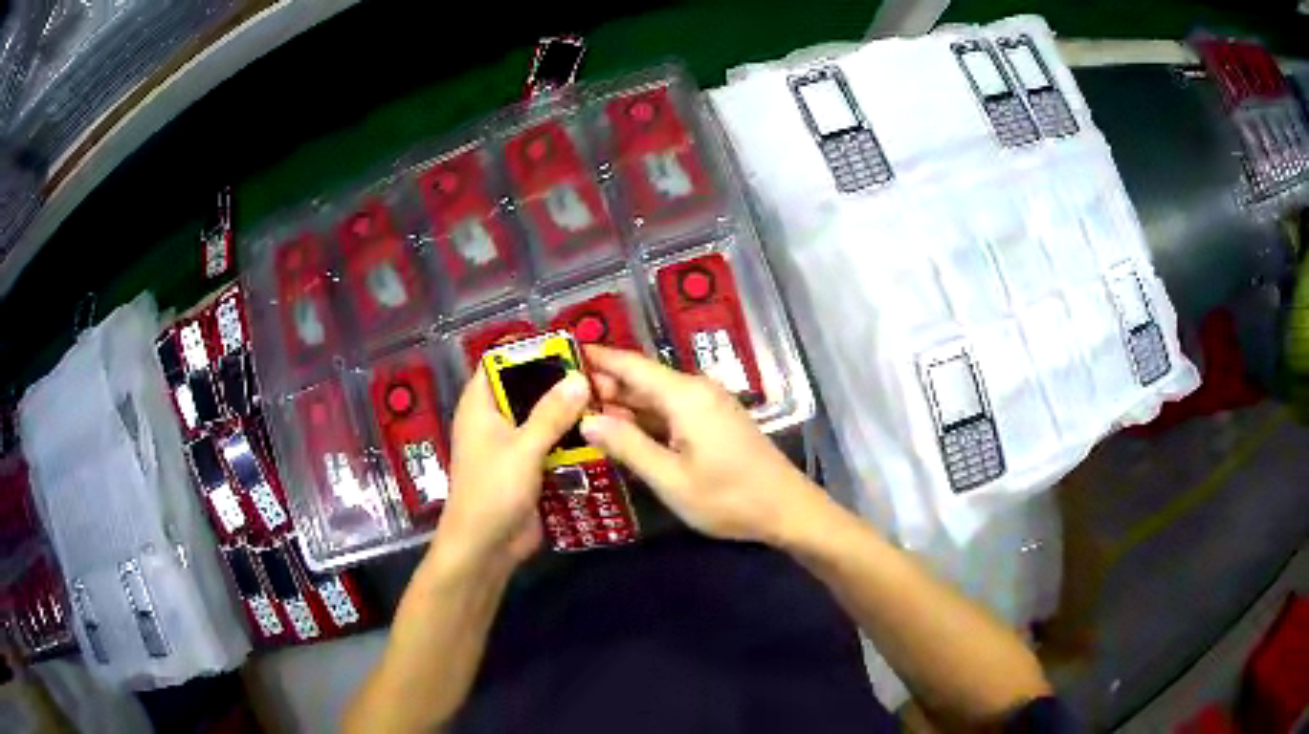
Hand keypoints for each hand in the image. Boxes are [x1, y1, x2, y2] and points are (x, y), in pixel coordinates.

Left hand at [435, 367, 590, 565]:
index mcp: (480, 405)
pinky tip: (601, 434)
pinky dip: (571, 439)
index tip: (567, 345)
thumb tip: (579, 378)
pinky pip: (552, 445)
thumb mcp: (523, 449)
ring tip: (608, 401)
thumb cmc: (493, 491)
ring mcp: (512, 445)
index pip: (499, 363)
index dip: (528, 350)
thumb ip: (551, 413)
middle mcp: (494, 419)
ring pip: (543, 418)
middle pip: (527, 389)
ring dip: (569, 413)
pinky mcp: (528, 468)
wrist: (486, 547)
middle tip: (598, 375)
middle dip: (559, 382)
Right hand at [580, 345, 821, 543]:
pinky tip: (622, 432)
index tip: (563, 352)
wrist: (786, 509)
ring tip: (581, 412)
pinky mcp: (715, 422)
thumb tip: (587, 420)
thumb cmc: (727, 497)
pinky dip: (645, 418)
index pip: (631, 365)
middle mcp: (696, 390)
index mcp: (684, 395)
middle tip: (561, 395)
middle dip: (604, 385)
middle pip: (642, 379)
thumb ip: (627, 446)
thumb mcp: (670, 478)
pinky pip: (671, 411)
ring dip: (623, 404)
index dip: (597, 357)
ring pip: (656, 396)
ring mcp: (708, 406)